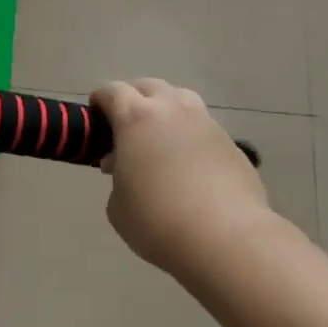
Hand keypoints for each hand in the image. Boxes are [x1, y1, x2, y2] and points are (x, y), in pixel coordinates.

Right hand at [92, 78, 278, 277]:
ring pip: (182, 99)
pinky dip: (191, 136)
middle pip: (148, 87)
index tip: (96, 117)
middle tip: (127, 127)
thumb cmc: (158, 221)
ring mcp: (205, 123)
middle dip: (134, 99)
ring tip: (161, 139)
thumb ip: (118, 177)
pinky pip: (204, 128)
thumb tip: (128, 168)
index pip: (112, 91)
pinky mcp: (231, 144)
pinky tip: (190, 166)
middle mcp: (171, 110)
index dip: (100, 100)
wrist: (226, 239)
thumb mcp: (118, 205)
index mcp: (135, 118)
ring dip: (166, 111)